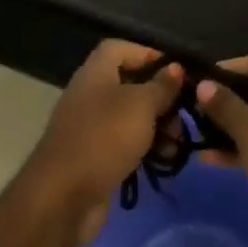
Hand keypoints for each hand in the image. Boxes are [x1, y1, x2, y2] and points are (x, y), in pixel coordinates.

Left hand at [19, 40, 182, 246]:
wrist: (63, 198)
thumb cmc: (104, 139)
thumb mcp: (140, 106)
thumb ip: (161, 86)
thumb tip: (175, 68)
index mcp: (95, 73)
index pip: (120, 48)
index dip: (148, 53)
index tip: (176, 71)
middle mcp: (90, 95)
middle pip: (130, 83)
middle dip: (160, 96)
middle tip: (184, 113)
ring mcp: (90, 127)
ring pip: (131, 116)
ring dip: (157, 125)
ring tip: (178, 141)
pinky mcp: (94, 156)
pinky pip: (125, 143)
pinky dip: (145, 148)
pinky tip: (164, 160)